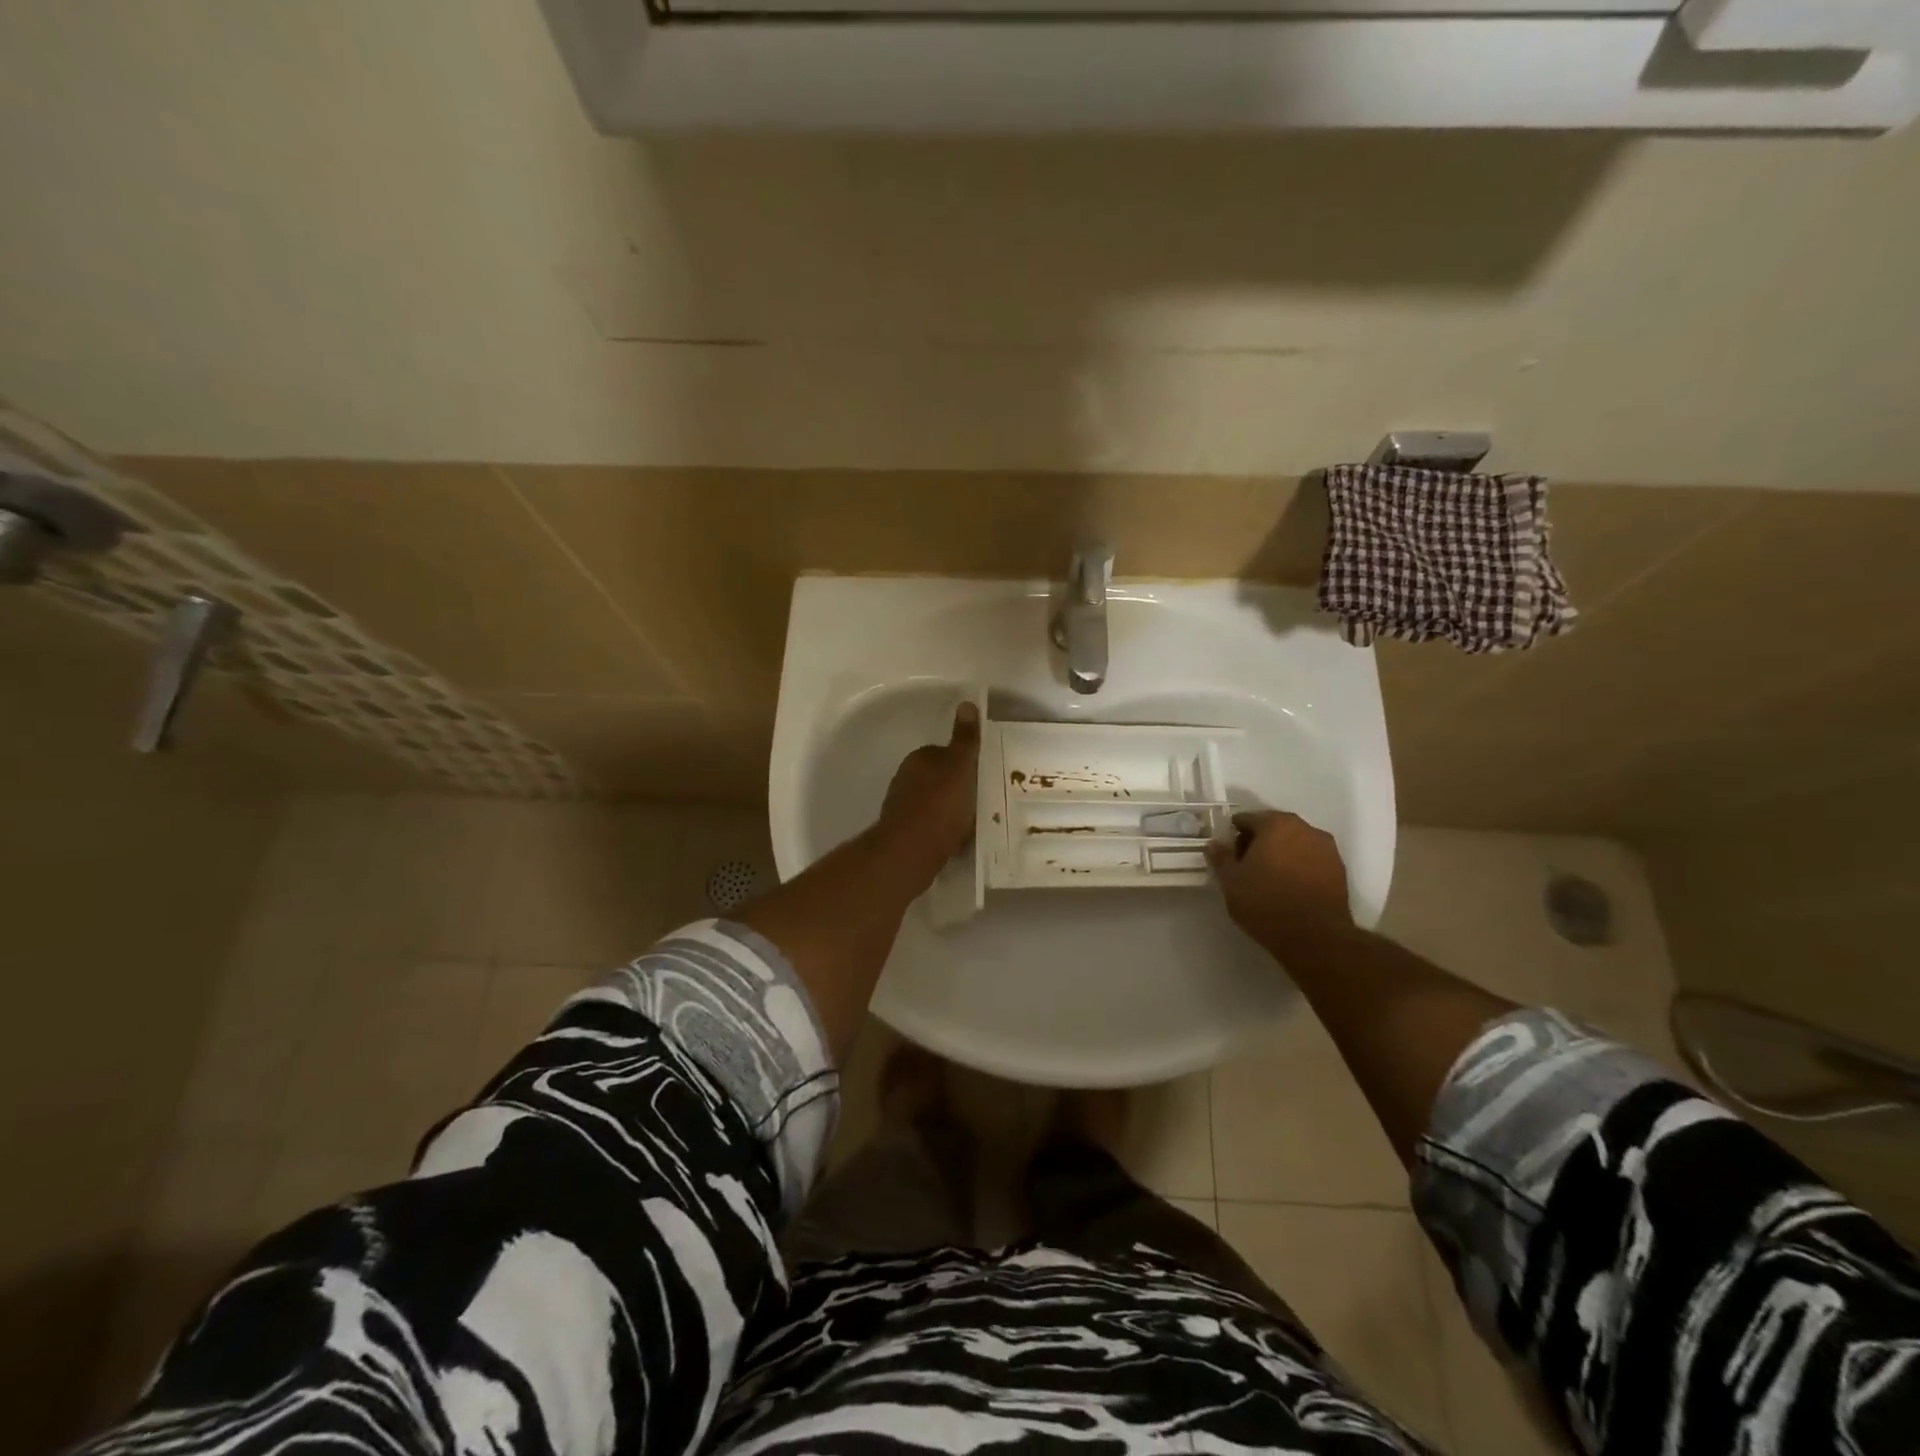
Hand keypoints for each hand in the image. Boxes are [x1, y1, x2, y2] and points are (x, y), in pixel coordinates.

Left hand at [876, 702, 980, 873]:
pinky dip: (942, 832)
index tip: (980, 776)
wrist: (911, 851)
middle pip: (939, 779)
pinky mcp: (903, 833)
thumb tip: (966, 703)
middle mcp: (905, 778)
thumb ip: (965, 739)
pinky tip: (957, 843)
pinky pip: (930, 827)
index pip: (944, 753)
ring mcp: (902, 807)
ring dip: (950, 812)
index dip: (963, 764)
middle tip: (981, 802)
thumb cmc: (940, 805)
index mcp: (919, 758)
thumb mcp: (960, 767)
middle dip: (956, 789)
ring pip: (934, 804)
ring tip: (973, 825)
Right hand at [1205, 810, 1351, 944]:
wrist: (1316, 937)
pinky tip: (1288, 887)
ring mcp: (1327, 849)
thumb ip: (1221, 858)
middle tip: (1245, 866)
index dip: (1233, 835)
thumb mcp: (1231, 882)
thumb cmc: (1266, 903)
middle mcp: (1305, 828)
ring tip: (1267, 879)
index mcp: (1276, 824)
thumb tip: (1214, 844)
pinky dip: (1298, 867)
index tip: (1227, 853)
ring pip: (1295, 844)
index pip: (1247, 819)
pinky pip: (1311, 860)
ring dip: (1281, 854)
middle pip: (1274, 828)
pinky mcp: (1340, 871)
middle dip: (1258, 842)